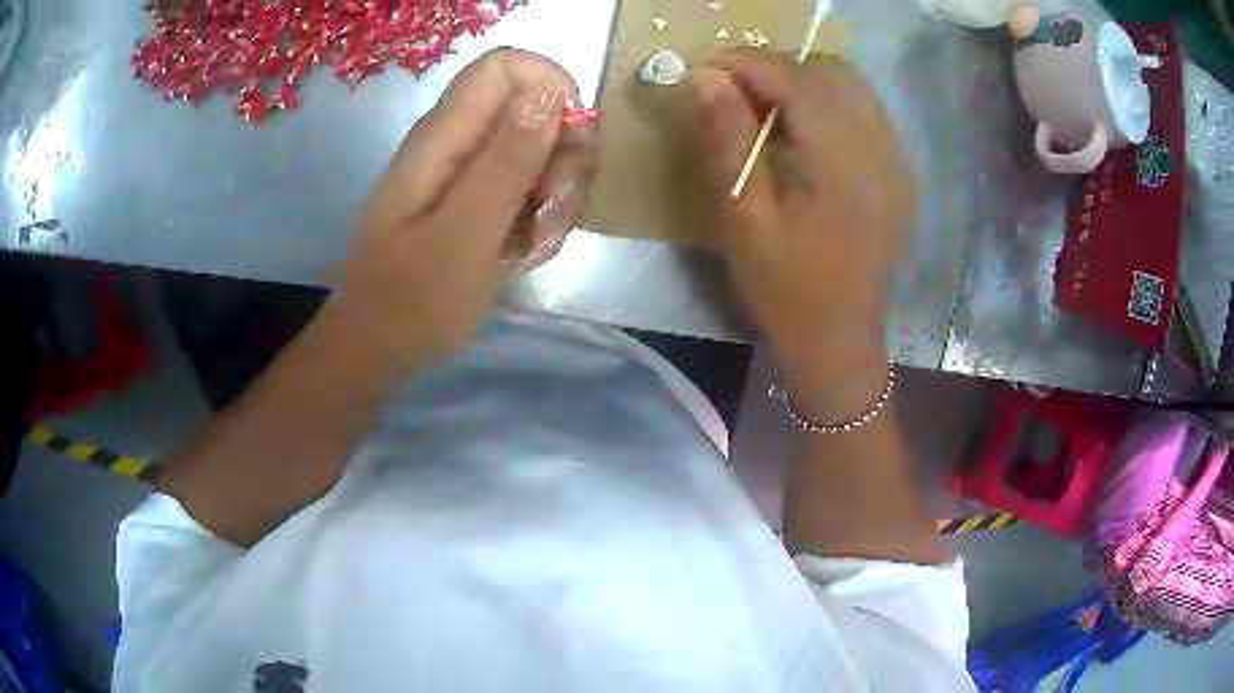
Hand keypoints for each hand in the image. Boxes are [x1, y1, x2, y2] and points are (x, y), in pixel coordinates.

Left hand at [331, 49, 598, 369]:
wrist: (376, 349)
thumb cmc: (411, 301)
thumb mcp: (465, 235)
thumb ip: (506, 162)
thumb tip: (547, 94)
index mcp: (446, 136)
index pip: (507, 67)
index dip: (551, 88)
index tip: (571, 143)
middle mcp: (458, 142)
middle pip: (535, 107)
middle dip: (564, 155)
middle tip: (555, 211)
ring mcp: (468, 172)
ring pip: (540, 151)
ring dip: (556, 196)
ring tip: (537, 246)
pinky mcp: (476, 200)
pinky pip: (527, 187)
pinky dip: (540, 218)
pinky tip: (526, 254)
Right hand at [694, 52, 915, 416]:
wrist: (839, 340)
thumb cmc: (786, 290)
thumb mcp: (744, 219)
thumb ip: (728, 141)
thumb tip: (707, 79)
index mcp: (846, 167)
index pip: (800, 83)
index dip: (750, 63)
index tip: (706, 66)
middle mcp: (883, 152)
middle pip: (832, 73)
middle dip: (777, 68)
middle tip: (733, 90)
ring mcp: (898, 162)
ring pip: (852, 87)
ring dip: (803, 82)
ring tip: (762, 106)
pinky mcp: (899, 173)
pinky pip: (865, 112)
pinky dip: (827, 103)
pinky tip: (800, 130)